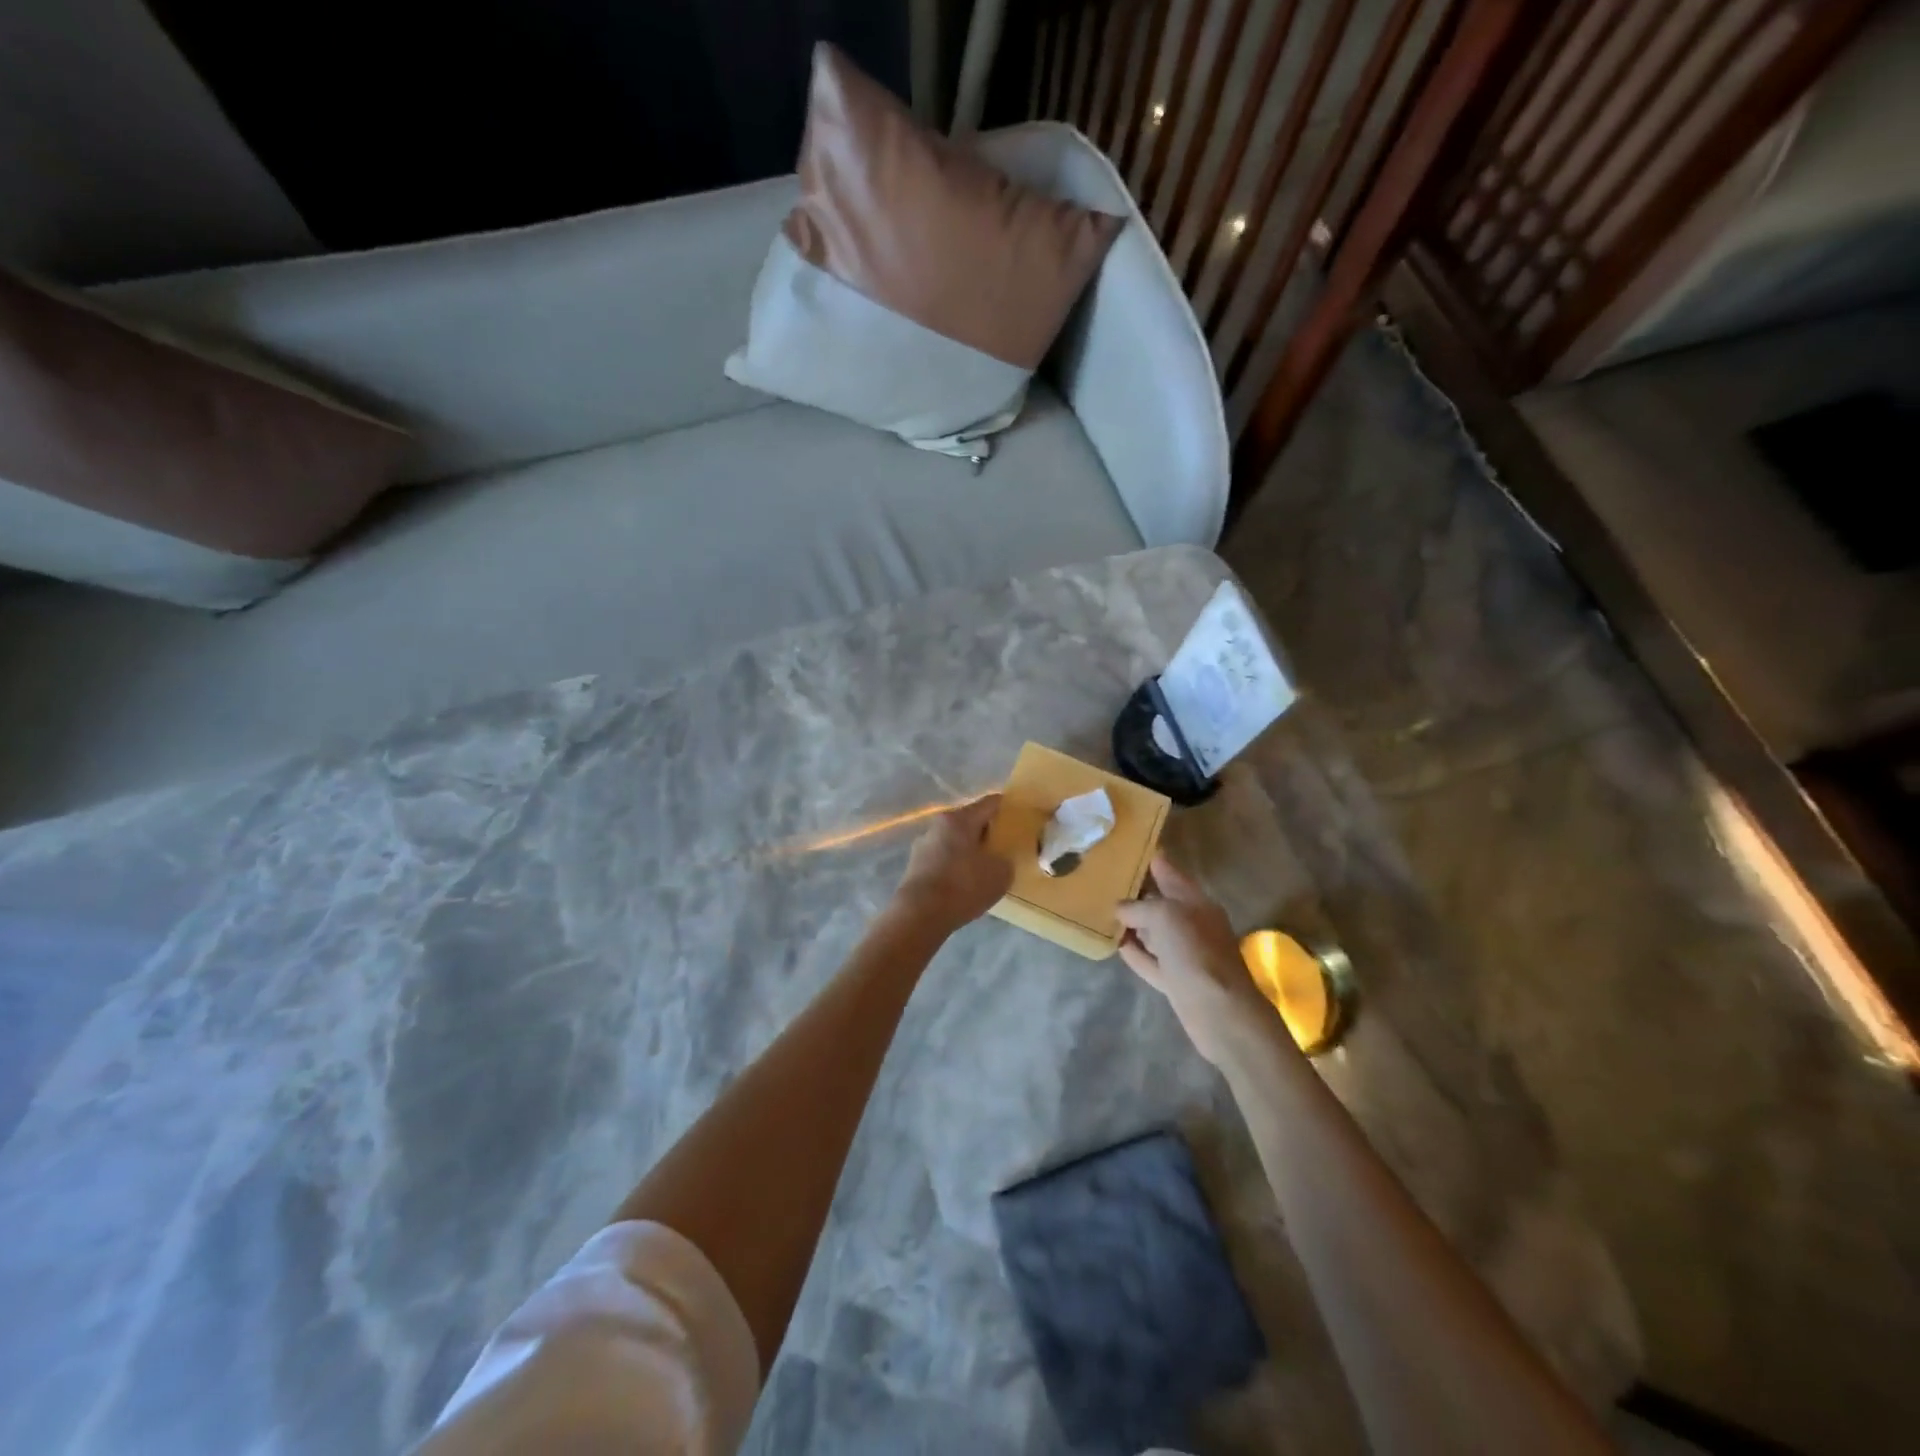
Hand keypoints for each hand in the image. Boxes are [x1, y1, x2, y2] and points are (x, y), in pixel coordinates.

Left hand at [893, 795, 1012, 936]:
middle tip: (1004, 847)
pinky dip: (955, 866)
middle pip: (969, 822)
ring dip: (968, 850)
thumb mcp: (999, 875)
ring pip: (954, 841)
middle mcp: (938, 826)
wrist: (919, 915)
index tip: (1018, 817)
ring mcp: (922, 846)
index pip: (989, 803)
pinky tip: (963, 884)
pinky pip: (942, 859)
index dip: (1006, 808)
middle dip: (986, 832)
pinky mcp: (914, 866)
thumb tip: (999, 859)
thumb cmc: (962, 887)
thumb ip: (1005, 860)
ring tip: (983, 869)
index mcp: (959, 819)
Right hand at [1116, 854, 1268, 1064]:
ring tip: (1103, 911)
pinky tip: (1115, 944)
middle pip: (1160, 901)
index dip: (1149, 859)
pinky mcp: (1175, 978)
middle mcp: (1191, 922)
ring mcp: (1184, 952)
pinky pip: (1149, 958)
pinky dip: (1134, 951)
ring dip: (1132, 923)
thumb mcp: (1164, 916)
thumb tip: (1120, 910)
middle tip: (1105, 880)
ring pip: (1153, 930)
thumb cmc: (1195, 953)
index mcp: (1195, 901)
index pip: (1169, 871)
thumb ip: (1139, 907)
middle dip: (1136, 892)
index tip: (1125, 849)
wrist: (1220, 1012)